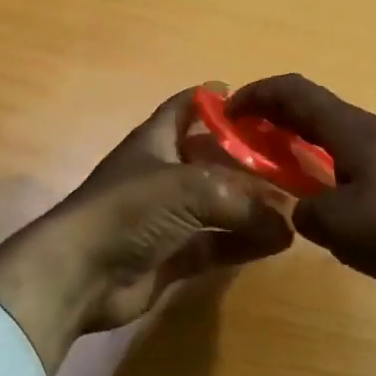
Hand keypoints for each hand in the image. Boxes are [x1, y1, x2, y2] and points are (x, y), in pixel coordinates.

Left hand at [0, 87, 293, 373]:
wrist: (79, 274)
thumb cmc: (129, 210)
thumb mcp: (190, 189)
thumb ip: (242, 202)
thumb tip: (285, 223)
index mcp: (157, 140)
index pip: (189, 107)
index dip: (218, 101)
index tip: (261, 105)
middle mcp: (163, 174)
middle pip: (213, 159)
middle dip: (250, 161)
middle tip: (294, 164)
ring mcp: (167, 217)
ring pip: (219, 206)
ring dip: (252, 207)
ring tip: (296, 207)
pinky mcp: (171, 255)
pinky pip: (216, 244)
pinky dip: (243, 243)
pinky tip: (277, 243)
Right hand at [228, 74, 375, 360]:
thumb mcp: (335, 224)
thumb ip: (304, 211)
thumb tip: (302, 209)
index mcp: (352, 130)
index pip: (295, 92)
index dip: (257, 95)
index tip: (228, 113)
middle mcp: (371, 130)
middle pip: (314, 107)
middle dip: (275, 115)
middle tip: (246, 137)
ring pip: (334, 131)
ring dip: (300, 139)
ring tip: (277, 164)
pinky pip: (351, 154)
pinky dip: (323, 160)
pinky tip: (320, 191)